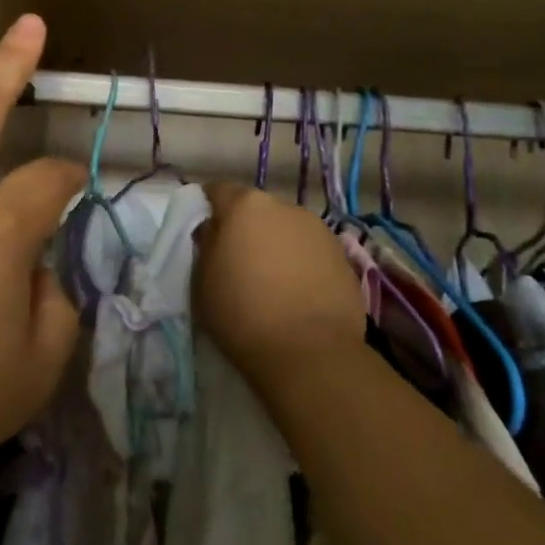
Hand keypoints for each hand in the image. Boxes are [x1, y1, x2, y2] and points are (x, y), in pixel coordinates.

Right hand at [194, 184, 362, 393]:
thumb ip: (205, 244)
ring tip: (271, 280)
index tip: (204, 232)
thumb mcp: (202, 280)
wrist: (310, 354)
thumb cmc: (242, 313)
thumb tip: (213, 228)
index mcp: (245, 205)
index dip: (207, 208)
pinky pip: (310, 252)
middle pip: (256, 209)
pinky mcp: (343, 257)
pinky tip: (296, 293)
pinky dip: (300, 263)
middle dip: (245, 227)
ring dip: (276, 244)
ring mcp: (318, 230)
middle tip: (237, 260)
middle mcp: (284, 206)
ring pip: (286, 229)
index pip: (218, 190)